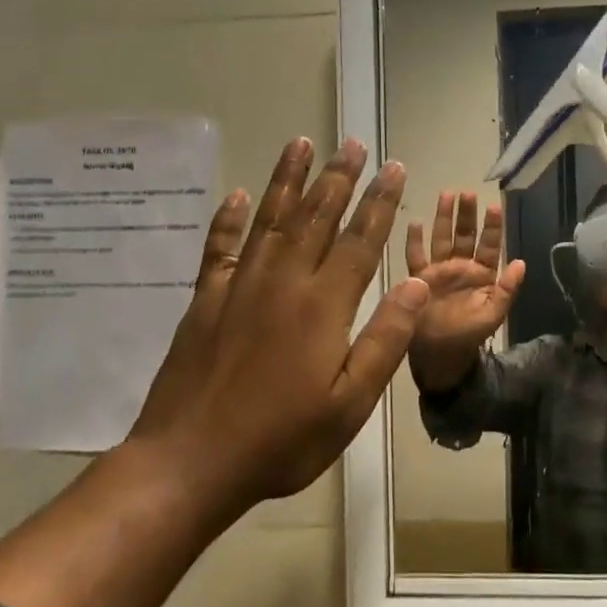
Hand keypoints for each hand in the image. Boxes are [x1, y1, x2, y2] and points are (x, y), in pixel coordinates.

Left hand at [130, 138, 428, 503]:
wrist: (190, 463)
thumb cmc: (282, 440)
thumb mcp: (350, 403)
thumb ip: (385, 339)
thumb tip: (415, 284)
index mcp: (323, 306)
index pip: (359, 240)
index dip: (380, 202)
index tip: (393, 168)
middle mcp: (283, 282)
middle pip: (316, 217)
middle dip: (339, 177)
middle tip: (352, 143)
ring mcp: (239, 287)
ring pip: (270, 219)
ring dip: (288, 180)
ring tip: (301, 144)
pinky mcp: (205, 301)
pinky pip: (219, 249)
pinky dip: (227, 220)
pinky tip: (235, 196)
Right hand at [404, 192, 525, 364]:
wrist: (440, 356)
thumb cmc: (469, 336)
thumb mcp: (493, 314)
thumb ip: (507, 289)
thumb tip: (522, 262)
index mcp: (482, 274)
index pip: (489, 245)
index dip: (492, 227)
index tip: (494, 206)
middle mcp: (461, 267)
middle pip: (464, 235)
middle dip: (467, 214)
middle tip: (468, 192)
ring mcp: (439, 271)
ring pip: (442, 238)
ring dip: (444, 218)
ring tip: (446, 194)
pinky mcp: (419, 278)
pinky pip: (416, 256)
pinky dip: (414, 240)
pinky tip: (414, 222)